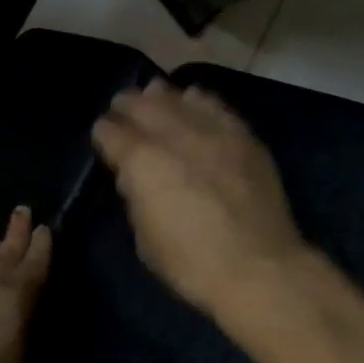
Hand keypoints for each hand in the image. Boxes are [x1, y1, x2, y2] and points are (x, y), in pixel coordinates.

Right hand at [93, 80, 312, 314]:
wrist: (259, 267)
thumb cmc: (192, 264)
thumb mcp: (145, 239)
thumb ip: (136, 198)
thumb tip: (134, 176)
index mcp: (141, 161)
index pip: (111, 131)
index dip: (103, 133)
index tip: (104, 136)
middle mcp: (173, 135)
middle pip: (142, 104)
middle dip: (127, 105)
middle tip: (122, 106)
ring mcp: (211, 131)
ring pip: (178, 97)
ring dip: (161, 96)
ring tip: (155, 95)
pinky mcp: (242, 135)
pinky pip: (214, 105)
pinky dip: (198, 100)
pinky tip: (194, 100)